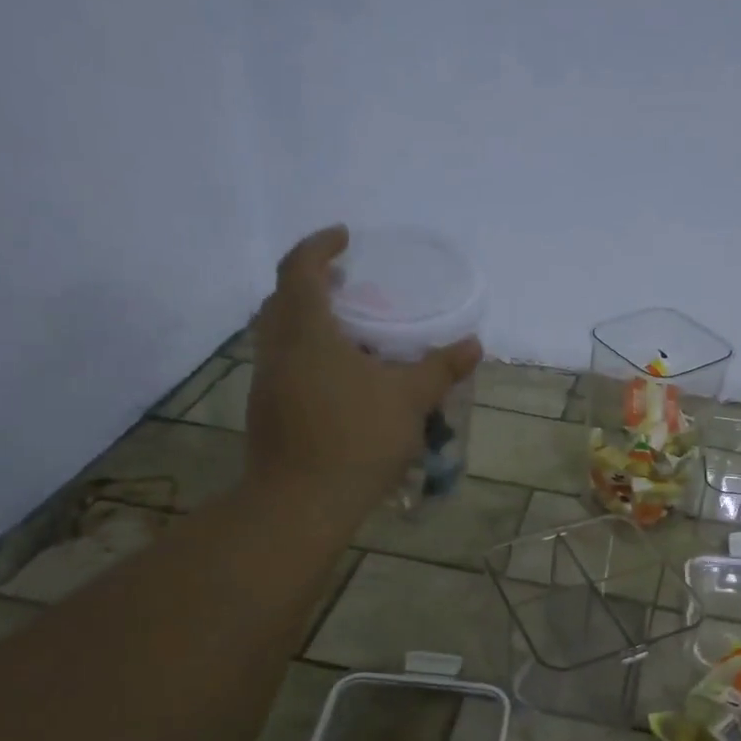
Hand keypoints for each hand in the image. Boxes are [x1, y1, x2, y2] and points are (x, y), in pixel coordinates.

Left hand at [242, 225, 481, 509]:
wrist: (301, 503)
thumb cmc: (357, 439)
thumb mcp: (410, 399)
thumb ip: (441, 367)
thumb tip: (474, 344)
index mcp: (307, 333)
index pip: (299, 270)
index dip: (319, 246)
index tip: (345, 237)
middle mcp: (278, 350)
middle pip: (281, 300)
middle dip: (310, 282)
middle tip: (345, 282)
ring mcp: (267, 383)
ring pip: (279, 335)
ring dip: (307, 320)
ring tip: (349, 330)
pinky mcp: (268, 412)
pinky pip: (285, 364)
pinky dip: (307, 353)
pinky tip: (340, 378)